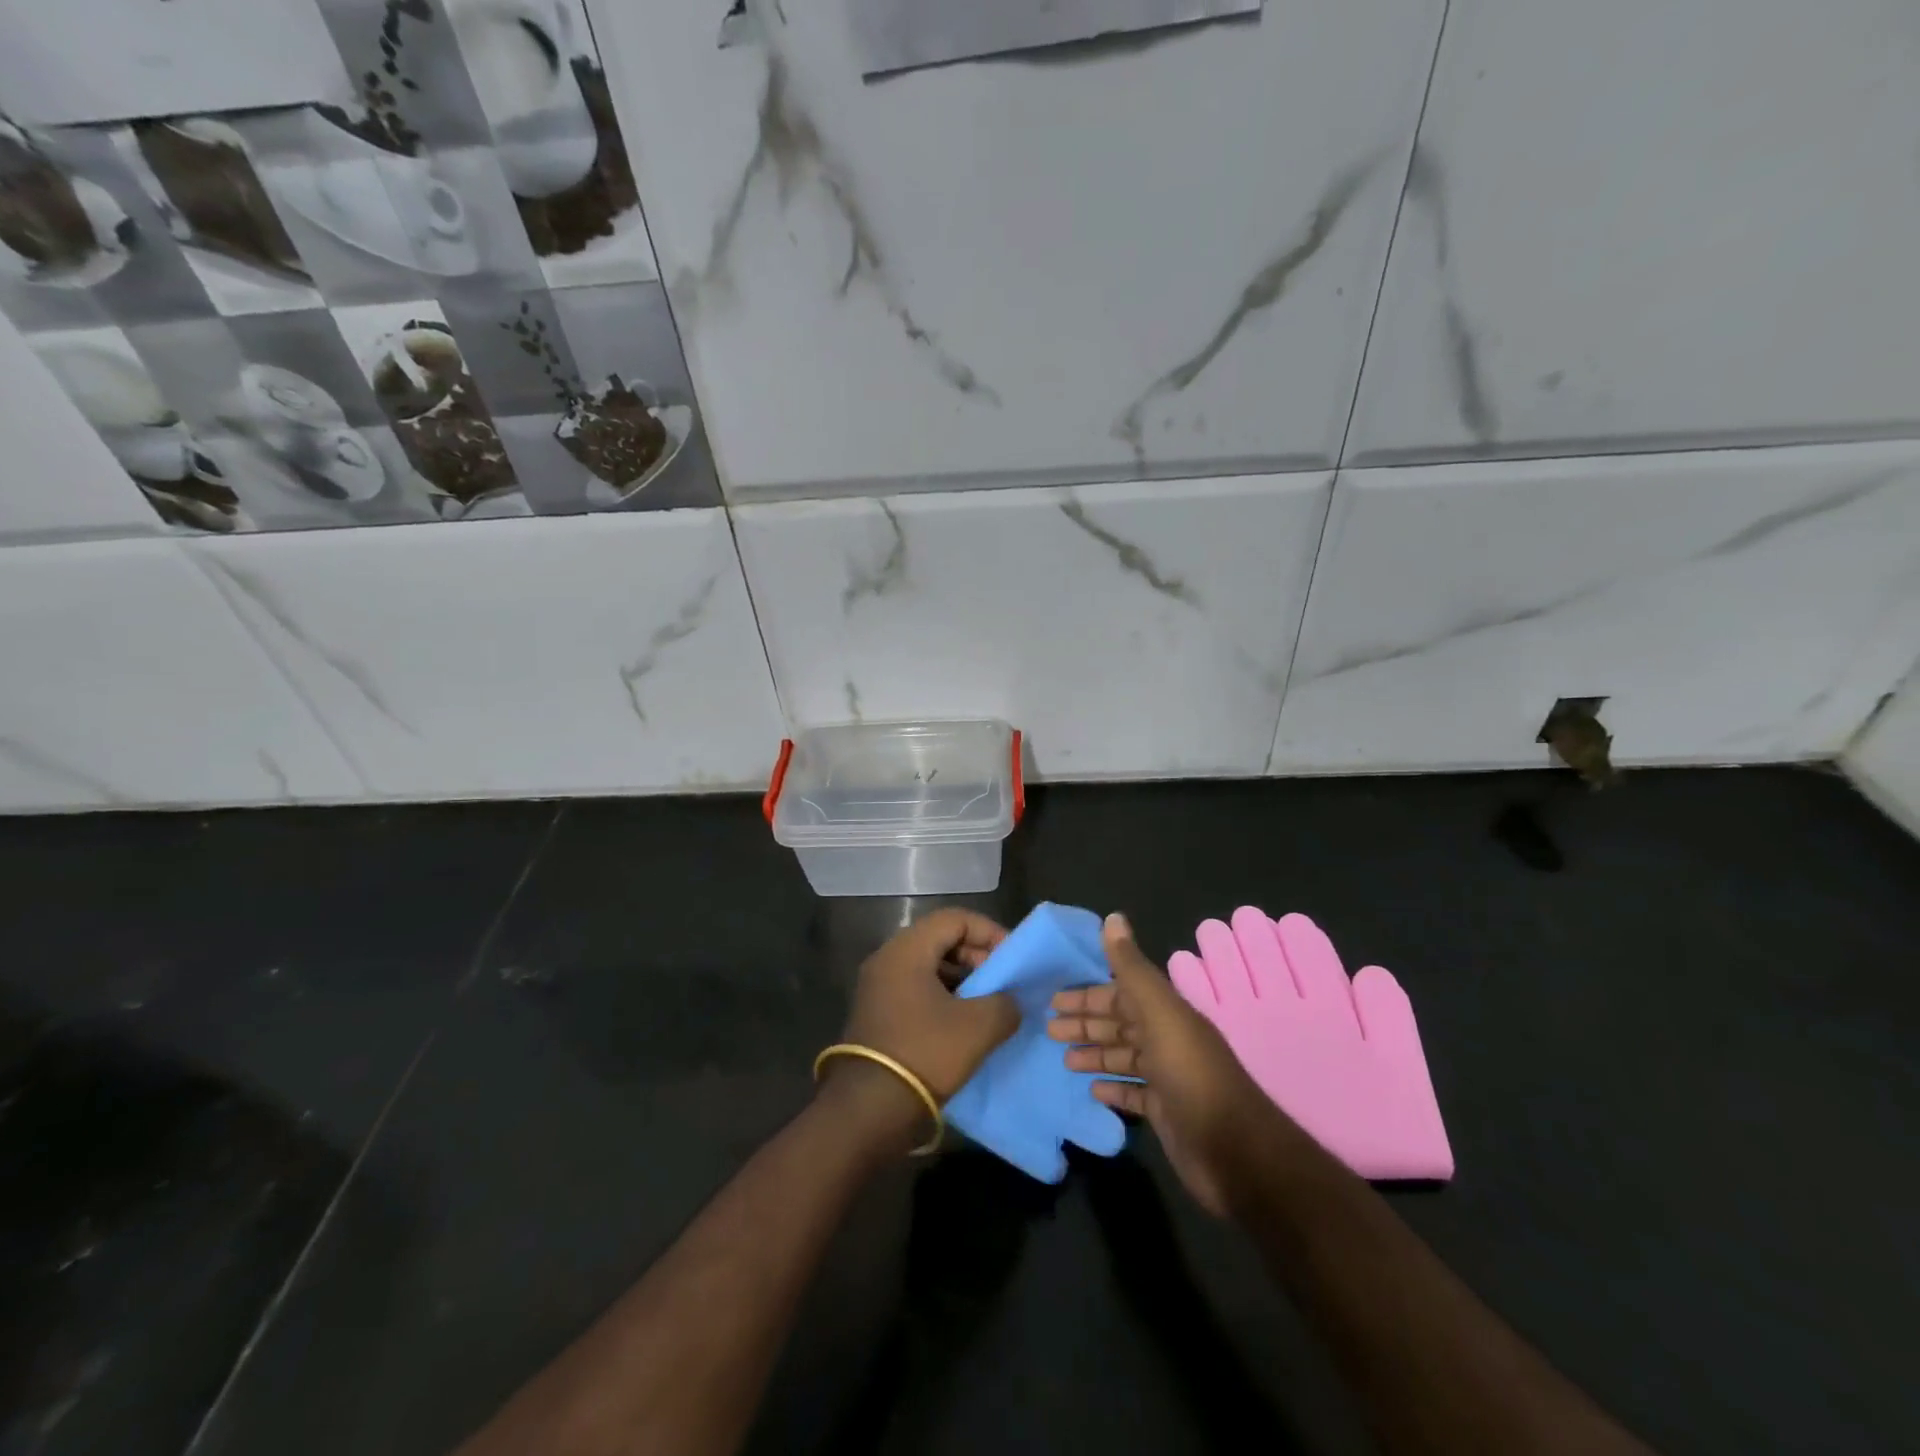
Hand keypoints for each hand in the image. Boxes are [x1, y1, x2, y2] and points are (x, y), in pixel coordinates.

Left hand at [822, 909, 1021, 1148]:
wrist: (869, 1109)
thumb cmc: (925, 1054)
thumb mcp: (978, 1027)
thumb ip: (1005, 1004)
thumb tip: (1011, 1002)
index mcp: (906, 950)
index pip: (955, 919)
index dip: (989, 932)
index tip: (1013, 957)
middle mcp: (887, 959)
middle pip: (940, 939)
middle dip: (976, 955)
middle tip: (1003, 980)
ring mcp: (878, 987)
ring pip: (928, 965)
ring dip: (962, 978)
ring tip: (989, 1003)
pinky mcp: (877, 1013)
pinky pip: (916, 989)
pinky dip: (944, 996)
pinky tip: (964, 1022)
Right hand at [1049, 913, 1294, 1215]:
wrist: (1233, 1152)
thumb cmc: (1191, 1075)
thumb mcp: (1160, 1013)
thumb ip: (1133, 968)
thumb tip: (1113, 917)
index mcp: (1167, 1013)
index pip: (1122, 994)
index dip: (1089, 994)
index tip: (1055, 998)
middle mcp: (1168, 1040)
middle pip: (1120, 1024)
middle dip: (1086, 1023)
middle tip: (1048, 1028)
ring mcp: (1168, 1078)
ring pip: (1124, 1057)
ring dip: (1095, 1054)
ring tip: (1064, 1059)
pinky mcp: (1166, 1113)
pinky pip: (1133, 1094)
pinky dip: (1113, 1088)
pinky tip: (1092, 1090)